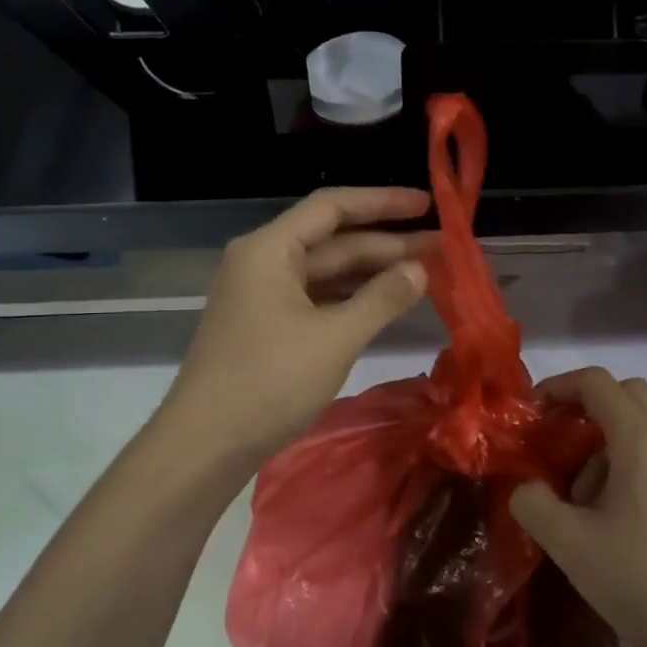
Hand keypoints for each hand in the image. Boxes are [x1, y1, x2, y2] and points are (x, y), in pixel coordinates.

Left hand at [158, 187, 434, 463]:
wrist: (205, 444)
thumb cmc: (269, 382)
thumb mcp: (335, 338)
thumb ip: (382, 299)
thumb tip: (420, 270)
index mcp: (270, 250)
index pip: (333, 207)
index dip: (383, 202)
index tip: (427, 204)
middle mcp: (263, 262)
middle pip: (332, 240)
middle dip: (386, 244)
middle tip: (441, 248)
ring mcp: (262, 296)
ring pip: (326, 273)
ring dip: (372, 273)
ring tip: (424, 275)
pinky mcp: (266, 327)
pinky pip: (317, 299)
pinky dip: (351, 300)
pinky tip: (386, 305)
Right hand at [511, 369, 646, 646]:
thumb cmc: (641, 578)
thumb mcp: (569, 544)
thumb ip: (533, 504)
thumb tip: (524, 486)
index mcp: (640, 440)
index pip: (597, 382)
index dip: (559, 385)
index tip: (532, 412)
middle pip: (626, 395)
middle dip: (586, 407)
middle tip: (557, 440)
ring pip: (642, 429)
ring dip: (605, 444)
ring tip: (579, 498)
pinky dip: (626, 466)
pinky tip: (611, 519)